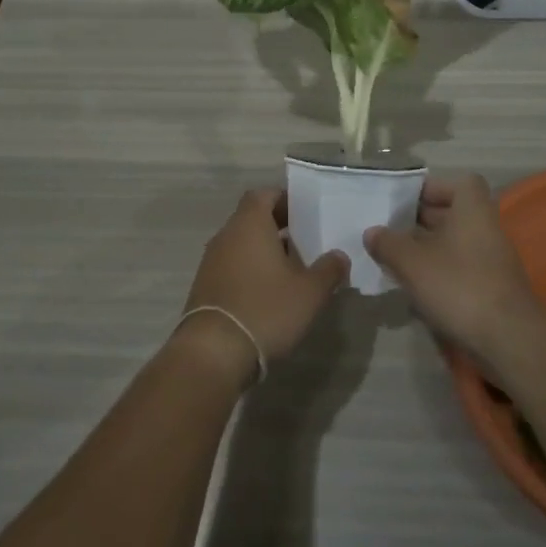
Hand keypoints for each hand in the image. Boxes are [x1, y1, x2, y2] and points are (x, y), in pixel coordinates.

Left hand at [177, 188, 348, 384]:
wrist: (214, 352)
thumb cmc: (266, 309)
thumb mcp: (310, 292)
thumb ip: (329, 269)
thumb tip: (339, 256)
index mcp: (249, 224)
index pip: (264, 194)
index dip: (285, 199)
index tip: (306, 211)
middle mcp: (226, 235)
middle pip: (252, 218)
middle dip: (279, 225)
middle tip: (306, 239)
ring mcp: (211, 261)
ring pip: (242, 243)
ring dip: (265, 249)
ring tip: (293, 267)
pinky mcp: (206, 286)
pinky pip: (232, 265)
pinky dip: (251, 269)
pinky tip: (270, 291)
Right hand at [364, 174, 545, 358]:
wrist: (508, 339)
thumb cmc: (459, 287)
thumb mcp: (412, 263)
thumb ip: (388, 244)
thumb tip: (372, 232)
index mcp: (472, 210)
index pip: (458, 183)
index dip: (431, 188)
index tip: (404, 202)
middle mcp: (486, 228)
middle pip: (453, 213)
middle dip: (421, 220)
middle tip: (390, 229)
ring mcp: (491, 259)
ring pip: (454, 242)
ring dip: (427, 248)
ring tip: (395, 258)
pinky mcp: (491, 287)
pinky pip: (460, 267)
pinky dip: (439, 271)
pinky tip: (415, 286)